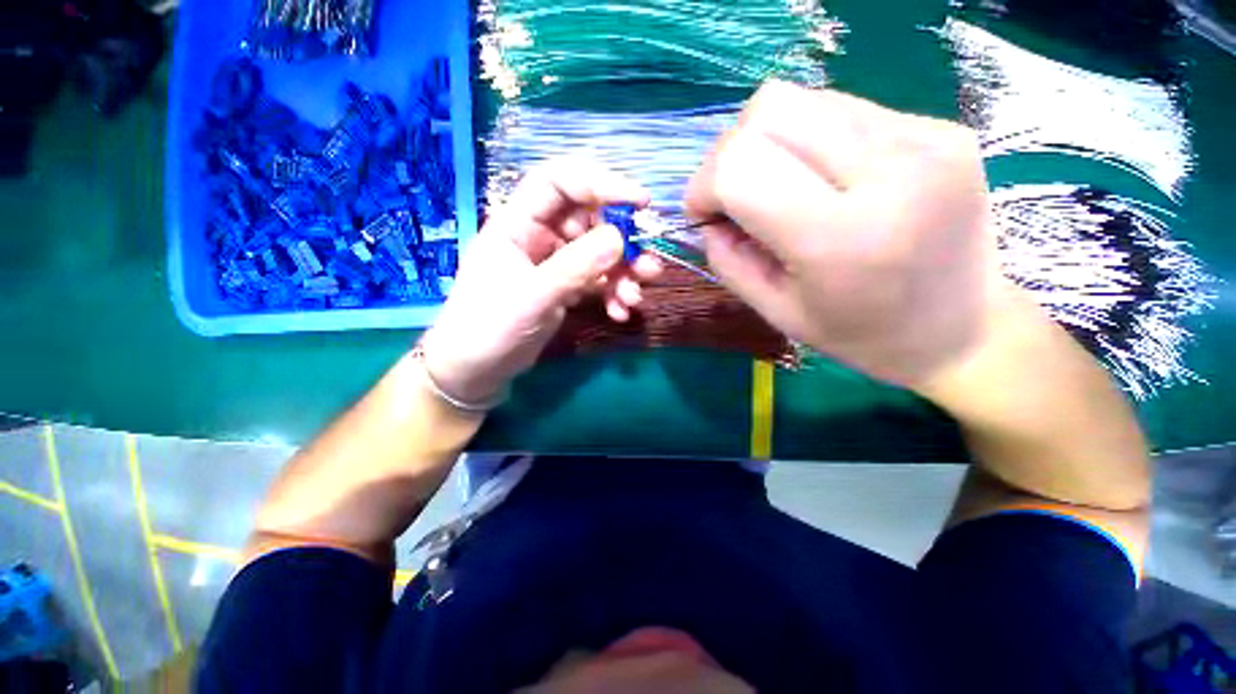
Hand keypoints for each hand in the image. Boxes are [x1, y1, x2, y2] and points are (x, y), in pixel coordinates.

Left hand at [421, 158, 662, 403]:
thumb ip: (575, 267)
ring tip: (635, 297)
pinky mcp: (565, 287)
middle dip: (623, 241)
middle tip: (647, 264)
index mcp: (518, 223)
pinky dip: (612, 293)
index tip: (640, 201)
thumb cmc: (489, 327)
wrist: (477, 370)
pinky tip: (620, 312)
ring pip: (599, 253)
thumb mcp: (532, 296)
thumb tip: (619, 237)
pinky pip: (597, 281)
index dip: (600, 183)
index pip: (560, 182)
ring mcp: (555, 263)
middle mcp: (539, 236)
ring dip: (623, 273)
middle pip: (590, 220)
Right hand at [686, 82, 1008, 391]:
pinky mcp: (938, 125)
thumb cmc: (861, 334)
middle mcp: (889, 170)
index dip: (703, 185)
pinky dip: (807, 140)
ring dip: (767, 143)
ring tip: (779, 187)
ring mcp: (924, 137)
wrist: (963, 329)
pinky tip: (821, 178)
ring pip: (802, 99)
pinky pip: (840, 109)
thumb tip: (708, 218)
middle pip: (769, 110)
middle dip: (729, 153)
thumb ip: (728, 261)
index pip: (740, 167)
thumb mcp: (777, 312)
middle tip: (734, 197)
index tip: (704, 215)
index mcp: (841, 237)